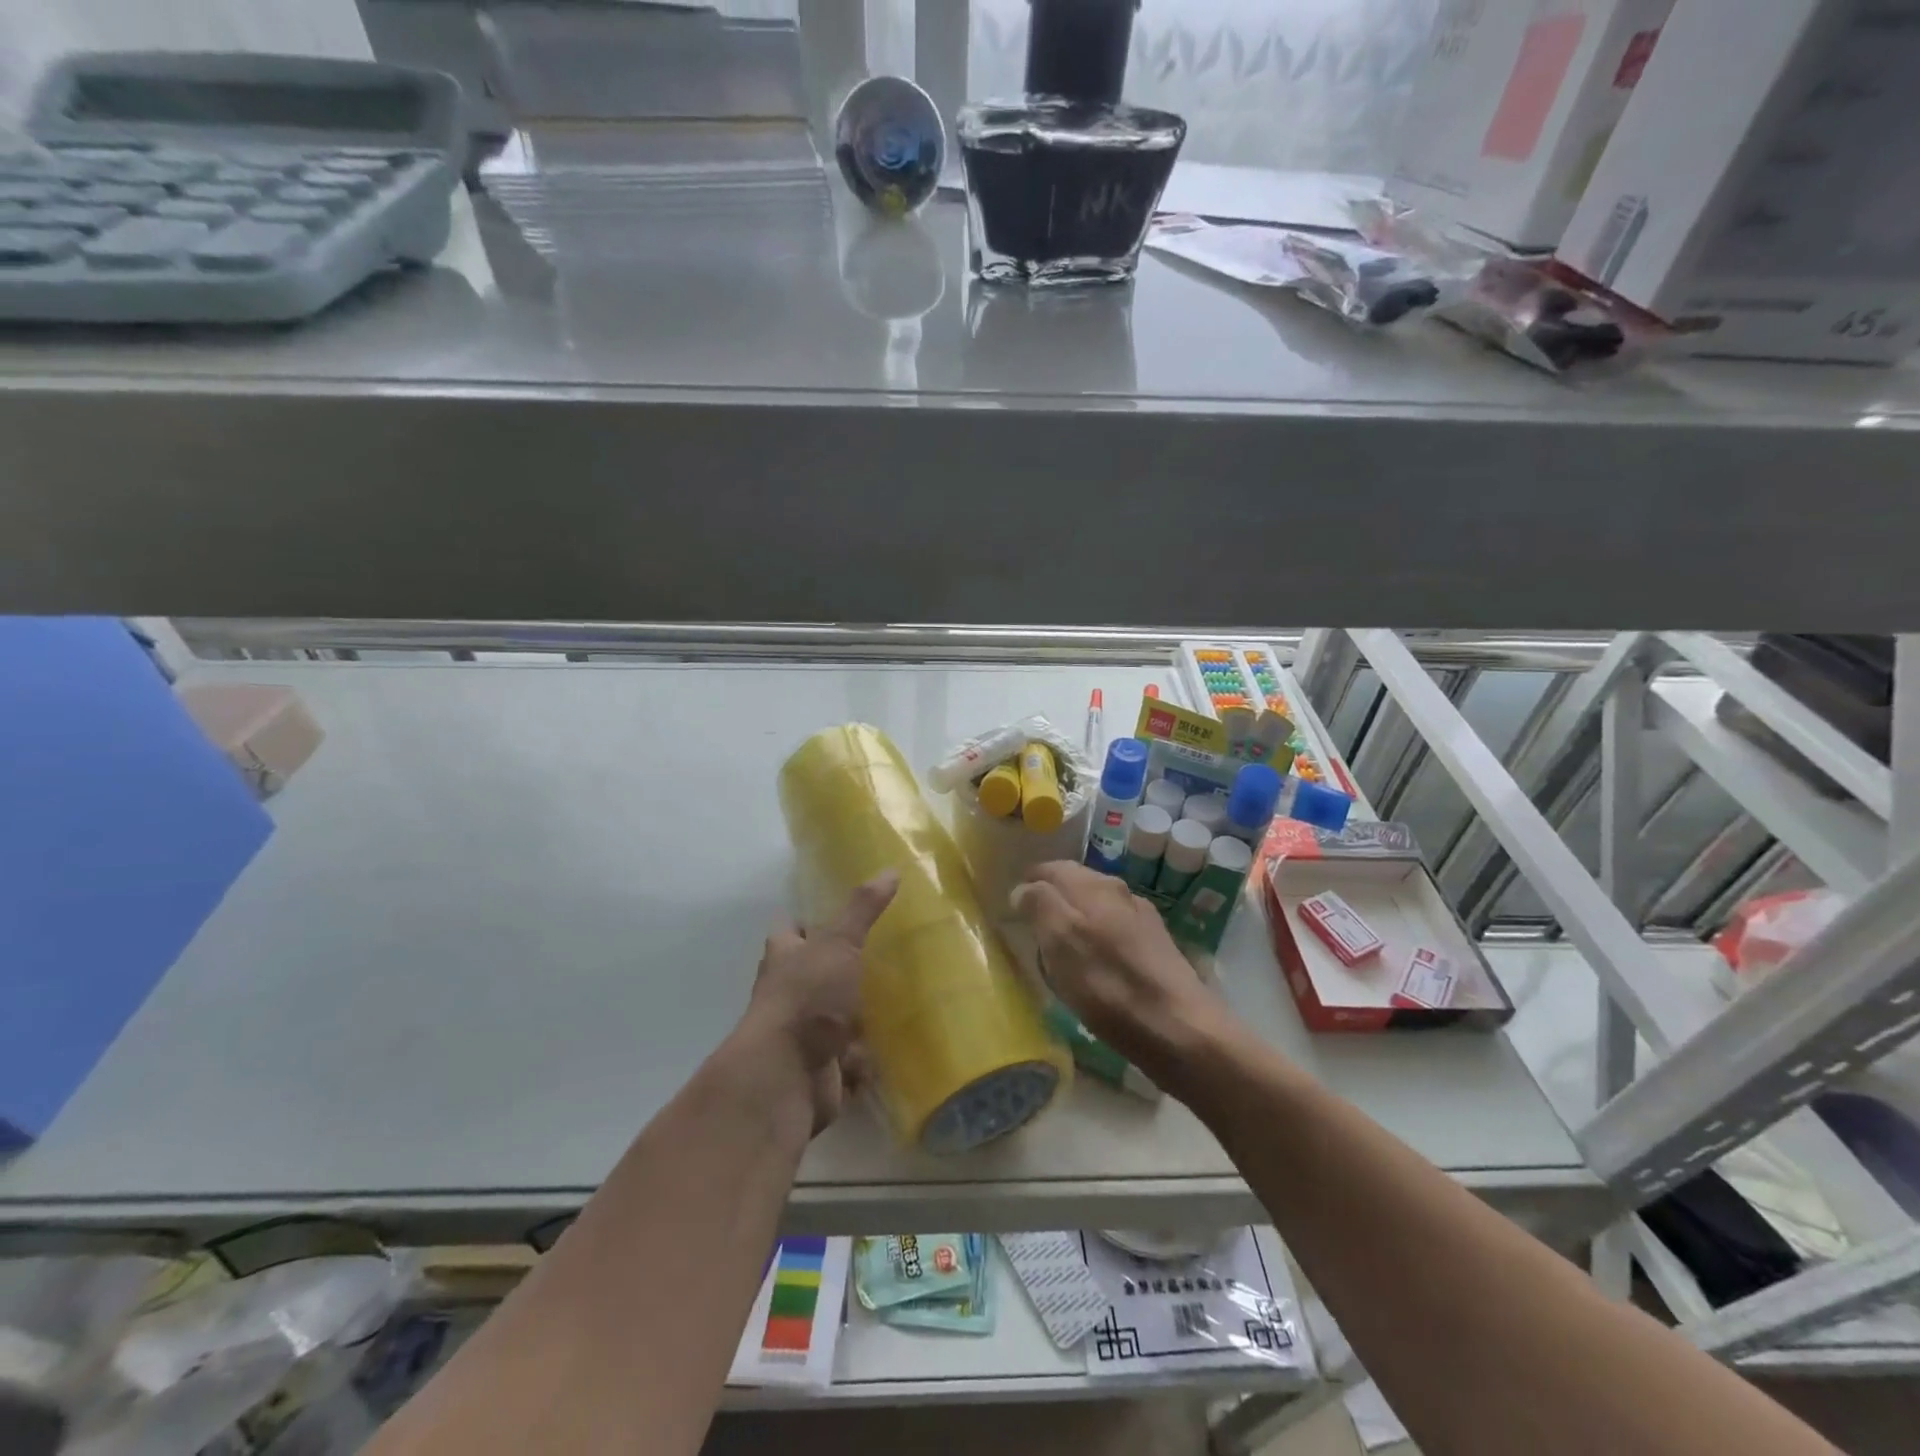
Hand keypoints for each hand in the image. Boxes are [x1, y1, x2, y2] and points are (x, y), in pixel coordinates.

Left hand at [746, 872, 898, 1134]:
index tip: (833, 911)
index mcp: (785, 957)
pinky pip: (851, 1061)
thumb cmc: (806, 999)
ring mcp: (805, 1034)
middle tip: (884, 954)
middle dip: (841, 969)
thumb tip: (891, 870)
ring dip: (858, 1016)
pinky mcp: (822, 1070)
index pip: (789, 929)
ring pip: (835, 1018)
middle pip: (814, 974)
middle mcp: (790, 993)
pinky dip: (867, 1058)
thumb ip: (862, 910)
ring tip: (901, 997)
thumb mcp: (837, 944)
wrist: (786, 1077)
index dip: (804, 920)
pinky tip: (897, 1044)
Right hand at [1010, 861, 1227, 1082]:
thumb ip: (1039, 904)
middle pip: (1075, 885)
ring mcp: (1142, 919)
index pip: (1050, 868)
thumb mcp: (1060, 940)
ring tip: (1058, 950)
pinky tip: (1094, 967)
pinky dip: (1097, 941)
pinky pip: (1114, 932)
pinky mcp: (1157, 948)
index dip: (1028, 884)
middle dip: (1051, 900)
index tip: (1012, 907)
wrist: (1181, 1029)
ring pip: (1096, 908)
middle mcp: (1120, 892)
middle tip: (1030, 928)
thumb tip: (1024, 888)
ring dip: (1075, 921)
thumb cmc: (1109, 984)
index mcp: (1093, 885)